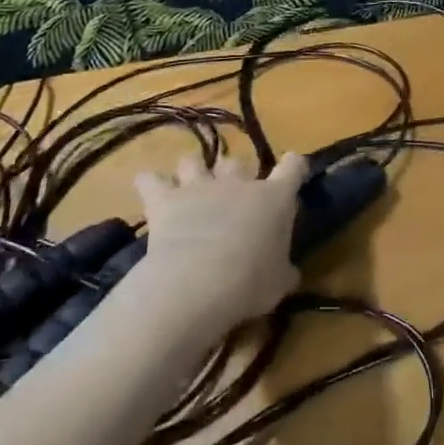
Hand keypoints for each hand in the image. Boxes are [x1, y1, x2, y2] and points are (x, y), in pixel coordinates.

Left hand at [132, 151, 309, 336]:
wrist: (197, 282)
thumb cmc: (250, 282)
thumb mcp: (279, 284)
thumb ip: (284, 271)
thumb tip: (289, 273)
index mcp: (275, 198)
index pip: (293, 166)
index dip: (293, 167)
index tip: (292, 171)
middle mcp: (238, 183)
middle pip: (238, 161)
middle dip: (234, 172)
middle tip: (232, 193)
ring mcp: (200, 187)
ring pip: (194, 160)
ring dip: (192, 170)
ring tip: (189, 185)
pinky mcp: (165, 200)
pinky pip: (150, 179)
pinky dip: (149, 182)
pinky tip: (150, 189)